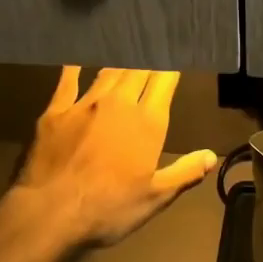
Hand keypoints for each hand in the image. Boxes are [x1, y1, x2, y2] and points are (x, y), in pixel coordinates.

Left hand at [14, 67, 218, 248]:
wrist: (50, 212)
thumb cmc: (109, 208)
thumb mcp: (155, 197)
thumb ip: (185, 172)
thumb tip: (212, 155)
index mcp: (147, 122)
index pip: (164, 81)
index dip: (171, 66)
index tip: (176, 58)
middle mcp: (118, 103)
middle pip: (137, 69)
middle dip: (148, 60)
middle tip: (153, 49)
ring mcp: (84, 104)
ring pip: (107, 72)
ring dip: (120, 62)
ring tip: (126, 52)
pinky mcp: (55, 111)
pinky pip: (68, 81)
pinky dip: (75, 67)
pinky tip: (76, 58)